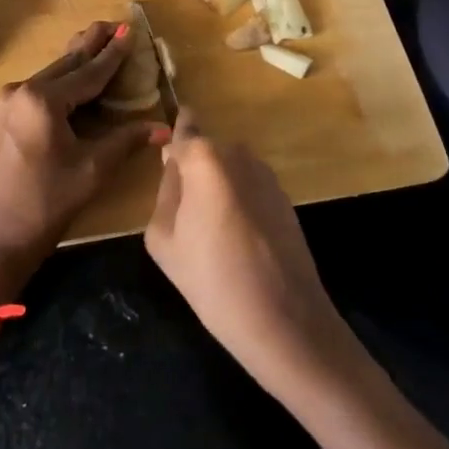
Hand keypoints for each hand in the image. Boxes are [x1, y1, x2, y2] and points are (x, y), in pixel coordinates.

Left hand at [0, 21, 168, 300]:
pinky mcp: (3, 118)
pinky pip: (40, 90)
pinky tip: (73, 77)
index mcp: (44, 99)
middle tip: (111, 23)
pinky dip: (61, 80)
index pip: (89, 72)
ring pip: (52, 75)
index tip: (128, 30)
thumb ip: (125, 142)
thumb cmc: (43, 206)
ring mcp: (8, 103)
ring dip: (76, 61)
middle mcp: (23, 91)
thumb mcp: (90, 171)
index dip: (113, 54)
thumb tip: (162, 128)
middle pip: (67, 64)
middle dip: (91, 45)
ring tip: (95, 40)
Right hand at [144, 108, 344, 391]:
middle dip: (194, 173)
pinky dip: (240, 204)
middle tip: (185, 218)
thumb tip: (175, 170)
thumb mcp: (163, 238)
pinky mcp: (285, 196)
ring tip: (213, 236)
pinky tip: (238, 244)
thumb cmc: (213, 280)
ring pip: (228, 170)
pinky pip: (249, 188)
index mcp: (204, 157)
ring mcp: (266, 173)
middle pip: (205, 152)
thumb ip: (165, 191)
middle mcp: (238, 153)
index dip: (174, 141)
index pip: (183, 128)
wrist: (284, 320)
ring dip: (218, 189)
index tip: (167, 160)